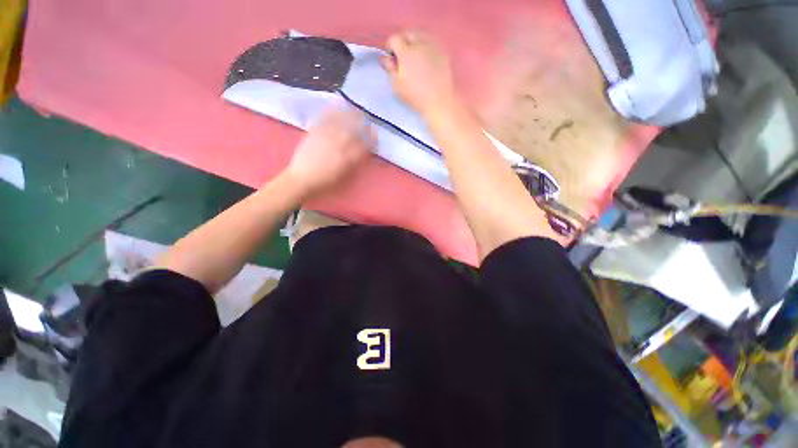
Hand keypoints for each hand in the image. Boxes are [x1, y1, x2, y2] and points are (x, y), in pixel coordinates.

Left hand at [286, 107, 374, 197]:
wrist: (302, 179)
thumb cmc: (325, 182)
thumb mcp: (344, 177)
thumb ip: (355, 163)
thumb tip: (362, 152)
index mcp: (348, 157)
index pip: (364, 144)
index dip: (372, 138)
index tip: (375, 135)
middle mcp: (339, 143)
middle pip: (355, 129)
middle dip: (363, 124)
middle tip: (367, 121)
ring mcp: (326, 135)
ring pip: (342, 120)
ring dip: (351, 114)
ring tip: (356, 111)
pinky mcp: (315, 131)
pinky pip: (325, 118)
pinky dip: (333, 111)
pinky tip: (337, 107)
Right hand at [383, 30, 456, 116]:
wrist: (438, 101)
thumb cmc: (415, 96)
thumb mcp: (397, 85)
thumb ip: (389, 69)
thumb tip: (384, 58)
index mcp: (406, 52)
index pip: (394, 39)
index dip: (390, 46)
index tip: (390, 57)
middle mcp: (420, 43)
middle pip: (408, 33)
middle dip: (402, 41)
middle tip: (401, 55)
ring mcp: (433, 46)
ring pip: (421, 34)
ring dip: (415, 41)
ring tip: (414, 55)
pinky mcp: (443, 52)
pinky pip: (432, 42)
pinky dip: (426, 45)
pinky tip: (425, 58)